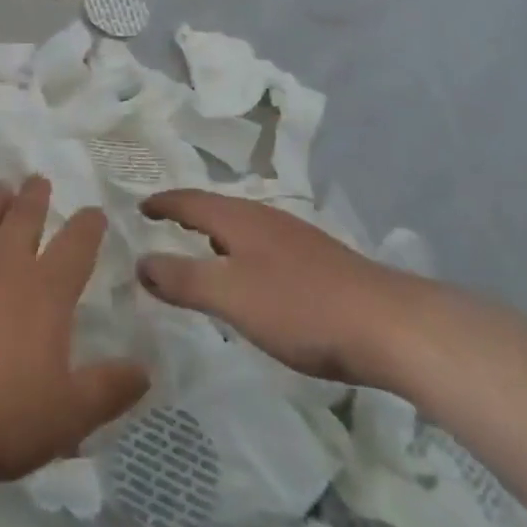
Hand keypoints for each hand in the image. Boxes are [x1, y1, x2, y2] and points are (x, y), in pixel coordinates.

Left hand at [0, 177, 149, 488]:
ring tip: (1, 187)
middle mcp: (5, 263)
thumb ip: (106, 391)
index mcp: (45, 291)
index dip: (88, 227)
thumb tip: (145, 369)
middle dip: (36, 196)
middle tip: (39, 179)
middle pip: (24, 217)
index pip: (75, 246)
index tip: (94, 211)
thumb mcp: (64, 417)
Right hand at [137, 190, 425, 386]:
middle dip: (188, 215)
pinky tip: (250, 279)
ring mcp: (295, 238)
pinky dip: (241, 254)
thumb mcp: (230, 295)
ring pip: (242, 228)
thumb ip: (183, 279)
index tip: (138, 207)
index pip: (190, 200)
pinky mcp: (317, 262)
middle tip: (162, 226)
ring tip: (199, 251)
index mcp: (239, 218)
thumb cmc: (300, 307)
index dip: (162, 203)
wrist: (387, 325)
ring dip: (216, 235)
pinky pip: (263, 247)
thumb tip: (140, 261)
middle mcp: (265, 218)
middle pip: (217, 209)